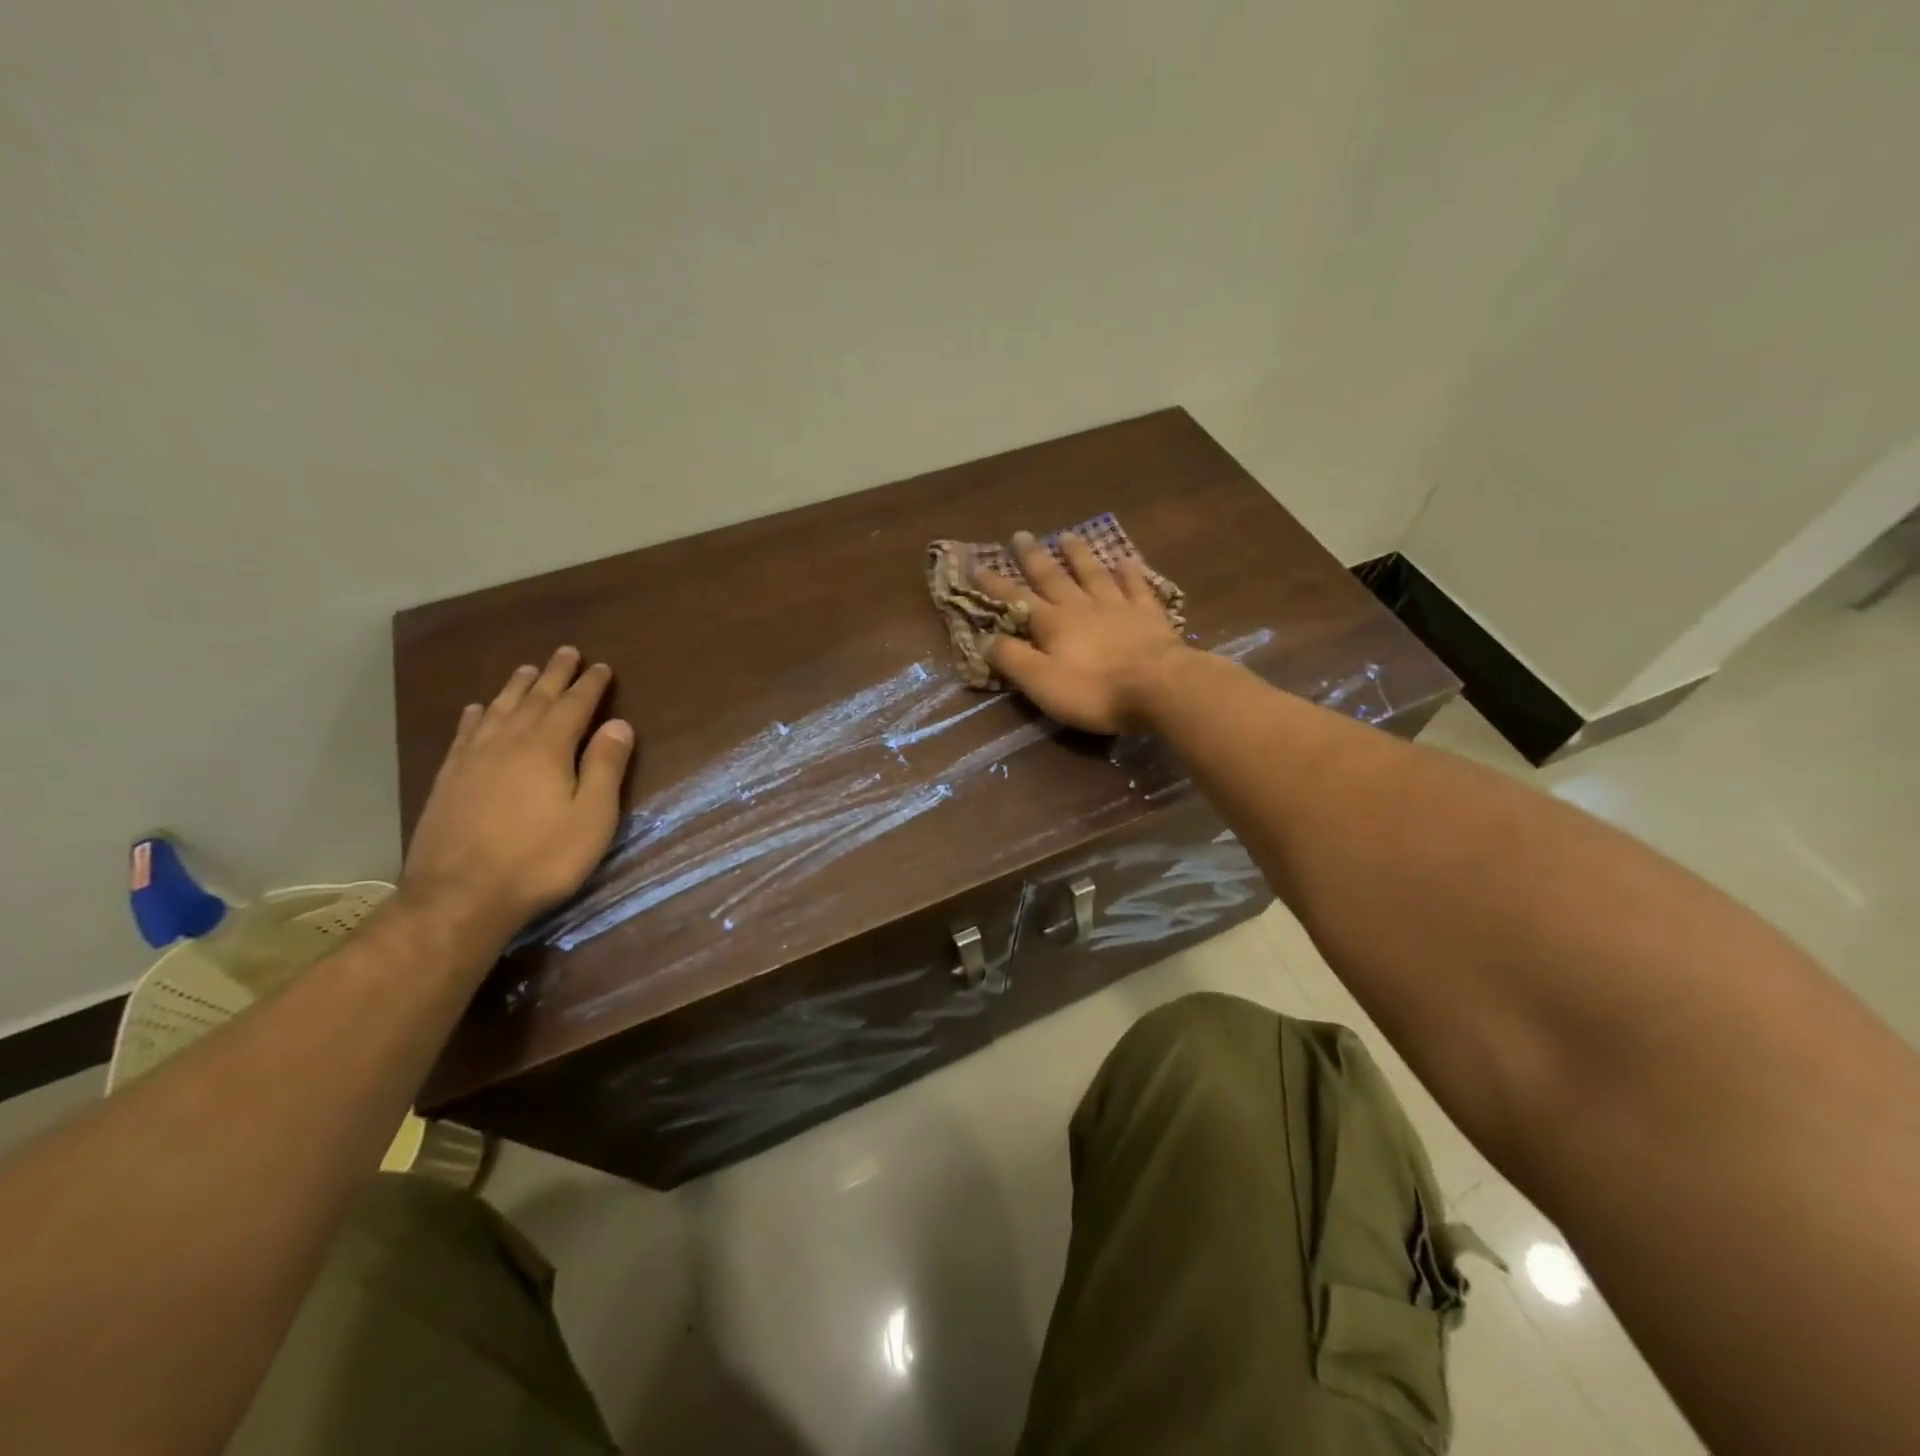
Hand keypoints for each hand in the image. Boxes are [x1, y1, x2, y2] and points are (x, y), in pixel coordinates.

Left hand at [400, 646, 633, 940]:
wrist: (460, 896)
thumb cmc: (541, 858)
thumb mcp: (592, 817)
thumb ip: (605, 767)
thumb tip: (619, 724)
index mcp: (548, 748)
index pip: (574, 705)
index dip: (590, 685)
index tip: (602, 666)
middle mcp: (508, 742)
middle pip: (535, 698)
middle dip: (554, 674)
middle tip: (566, 652)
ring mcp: (473, 759)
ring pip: (498, 709)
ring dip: (516, 687)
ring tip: (527, 670)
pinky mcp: (449, 779)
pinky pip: (465, 733)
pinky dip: (476, 715)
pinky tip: (477, 709)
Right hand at [973, 531, 1189, 733]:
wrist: (1160, 688)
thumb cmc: (1095, 691)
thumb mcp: (1042, 683)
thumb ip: (1012, 659)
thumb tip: (983, 638)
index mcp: (1053, 624)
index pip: (1017, 599)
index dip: (995, 584)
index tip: (976, 565)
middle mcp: (1082, 607)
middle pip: (1054, 578)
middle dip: (1034, 558)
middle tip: (1022, 535)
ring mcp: (1118, 607)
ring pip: (1094, 574)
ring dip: (1079, 555)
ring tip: (1067, 536)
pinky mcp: (1149, 615)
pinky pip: (1136, 587)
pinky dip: (1130, 573)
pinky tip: (1126, 561)